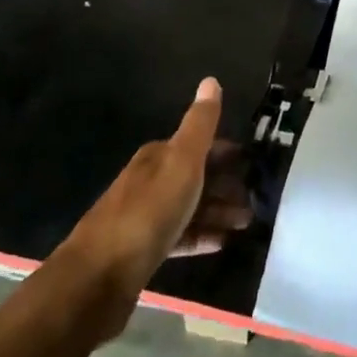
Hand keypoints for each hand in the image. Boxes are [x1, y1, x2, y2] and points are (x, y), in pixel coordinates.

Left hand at [60, 78, 251, 295]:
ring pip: (190, 207)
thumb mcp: (182, 161)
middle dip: (227, 185)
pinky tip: (222, 243)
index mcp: (158, 156)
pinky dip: (202, 237)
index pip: (199, 145)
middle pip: (196, 177)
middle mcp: (150, 181)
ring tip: (248, 223)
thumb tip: (211, 80)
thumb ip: (200, 124)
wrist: (100, 276)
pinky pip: (180, 236)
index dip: (227, 153)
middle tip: (257, 200)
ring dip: (219, 212)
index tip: (253, 165)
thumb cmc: (149, 211)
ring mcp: (145, 217)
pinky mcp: (143, 250)